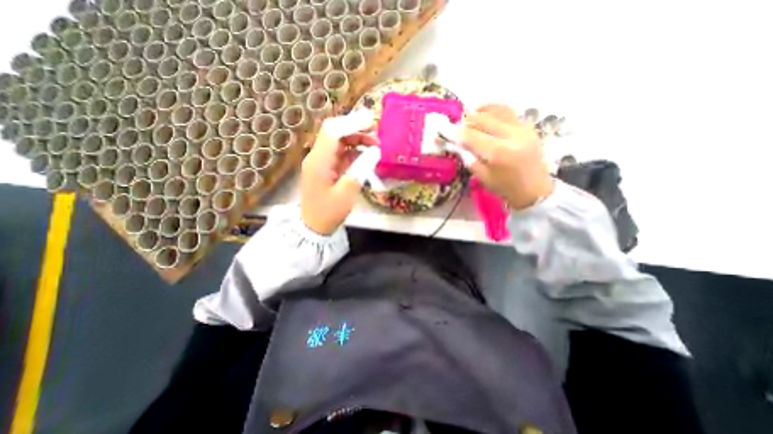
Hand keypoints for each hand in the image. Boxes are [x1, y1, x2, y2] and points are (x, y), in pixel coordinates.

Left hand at [301, 111, 379, 235]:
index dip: (352, 123)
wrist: (313, 227)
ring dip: (356, 139)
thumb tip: (375, 151)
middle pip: (335, 132)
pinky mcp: (326, 168)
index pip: (333, 131)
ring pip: (339, 141)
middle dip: (356, 129)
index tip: (372, 122)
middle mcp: (317, 156)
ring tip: (375, 145)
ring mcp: (321, 161)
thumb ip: (360, 170)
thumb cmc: (329, 213)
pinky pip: (341, 153)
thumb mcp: (347, 194)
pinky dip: (354, 151)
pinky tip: (366, 156)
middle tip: (376, 133)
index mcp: (318, 161)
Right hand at [461, 104, 552, 207]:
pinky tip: (484, 113)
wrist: (535, 190)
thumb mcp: (482, 176)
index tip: (443, 130)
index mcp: (498, 153)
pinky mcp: (527, 126)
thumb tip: (454, 143)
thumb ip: (468, 157)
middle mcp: (511, 135)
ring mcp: (522, 128)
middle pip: (482, 119)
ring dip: (479, 113)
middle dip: (465, 121)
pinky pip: (508, 111)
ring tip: (469, 119)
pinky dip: (493, 110)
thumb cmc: (505, 187)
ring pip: (496, 110)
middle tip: (456, 127)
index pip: (471, 136)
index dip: (455, 132)